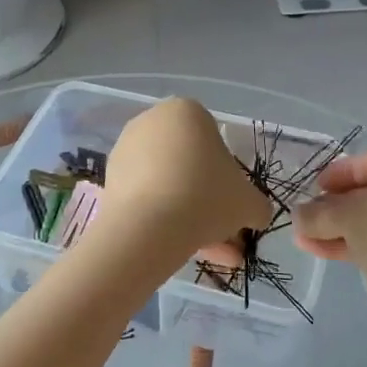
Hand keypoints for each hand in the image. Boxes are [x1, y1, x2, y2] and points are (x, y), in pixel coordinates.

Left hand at [101, 98, 273, 254]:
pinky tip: (181, 250)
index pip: (215, 141)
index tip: (232, 203)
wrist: (149, 228)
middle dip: (208, 201)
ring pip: (169, 184)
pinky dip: (163, 218)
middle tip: (223, 234)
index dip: (228, 176)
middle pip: (190, 164)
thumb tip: (257, 214)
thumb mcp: (248, 202)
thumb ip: (257, 204)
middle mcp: (153, 121)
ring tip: (208, 255)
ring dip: (189, 216)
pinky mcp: (109, 178)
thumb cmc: (206, 198)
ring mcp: (126, 149)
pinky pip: (146, 196)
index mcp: (187, 111)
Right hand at [293, 152, 366, 296]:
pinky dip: (350, 244)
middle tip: (306, 213)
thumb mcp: (350, 215)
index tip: (315, 186)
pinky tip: (316, 249)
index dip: (342, 172)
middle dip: (334, 206)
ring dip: (336, 227)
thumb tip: (297, 214)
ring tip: (302, 235)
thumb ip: (320, 211)